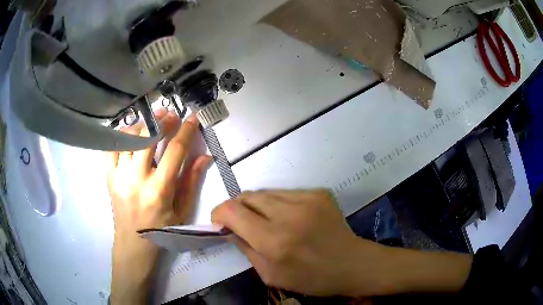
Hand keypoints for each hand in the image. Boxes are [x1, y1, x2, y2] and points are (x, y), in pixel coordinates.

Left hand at [107, 109, 210, 303]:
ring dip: (142, 125)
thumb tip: (205, 156)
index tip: (193, 118)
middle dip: (162, 121)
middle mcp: (137, 179)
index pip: (175, 151)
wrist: (133, 244)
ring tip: (152, 120)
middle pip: (147, 138)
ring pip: (128, 139)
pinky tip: (131, 133)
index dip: (186, 131)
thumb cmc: (162, 229)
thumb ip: (192, 180)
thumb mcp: (182, 210)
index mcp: (159, 190)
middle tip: (170, 114)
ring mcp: (119, 176)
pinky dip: (121, 136)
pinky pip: (111, 148)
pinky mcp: (109, 177)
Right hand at [212, 189, 472, 297]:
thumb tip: (231, 229)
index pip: (232, 211)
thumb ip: (246, 249)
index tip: (220, 222)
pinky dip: (278, 203)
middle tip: (242, 222)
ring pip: (266, 192)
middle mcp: (288, 215)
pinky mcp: (319, 192)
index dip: (219, 213)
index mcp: (274, 241)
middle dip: (237, 208)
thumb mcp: (271, 275)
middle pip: (247, 196)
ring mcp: (307, 199)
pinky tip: (290, 218)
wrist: (352, 264)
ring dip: (258, 205)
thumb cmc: (312, 278)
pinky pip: (286, 193)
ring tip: (268, 221)